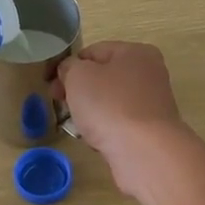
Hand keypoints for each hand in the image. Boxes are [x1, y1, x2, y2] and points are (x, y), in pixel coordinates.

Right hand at [58, 42, 190, 199]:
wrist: (143, 151)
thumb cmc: (109, 105)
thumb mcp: (78, 76)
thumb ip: (69, 67)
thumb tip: (70, 71)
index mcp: (136, 52)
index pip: (93, 52)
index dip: (69, 66)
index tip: (52, 85)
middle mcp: (149, 74)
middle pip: (103, 78)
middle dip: (79, 91)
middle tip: (61, 105)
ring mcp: (152, 104)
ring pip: (110, 102)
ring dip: (90, 112)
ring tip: (78, 126)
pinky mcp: (150, 131)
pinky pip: (119, 124)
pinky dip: (105, 130)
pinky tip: (96, 140)